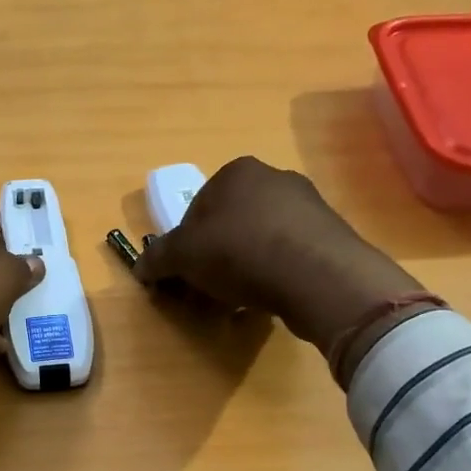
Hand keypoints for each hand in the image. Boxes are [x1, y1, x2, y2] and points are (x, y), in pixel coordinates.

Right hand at [134, 157, 425, 365]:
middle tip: (208, 288)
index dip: (184, 244)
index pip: (197, 207)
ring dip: (244, 267)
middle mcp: (273, 178)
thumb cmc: (239, 251)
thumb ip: (157, 258)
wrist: (316, 274)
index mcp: (236, 172)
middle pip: (229, 222)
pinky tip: (270, 297)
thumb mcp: (182, 255)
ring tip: (239, 298)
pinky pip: (288, 255)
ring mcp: (307, 204)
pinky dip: (274, 274)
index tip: (184, 273)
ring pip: (259, 239)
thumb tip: (140, 267)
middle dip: (215, 255)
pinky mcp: (329, 235)